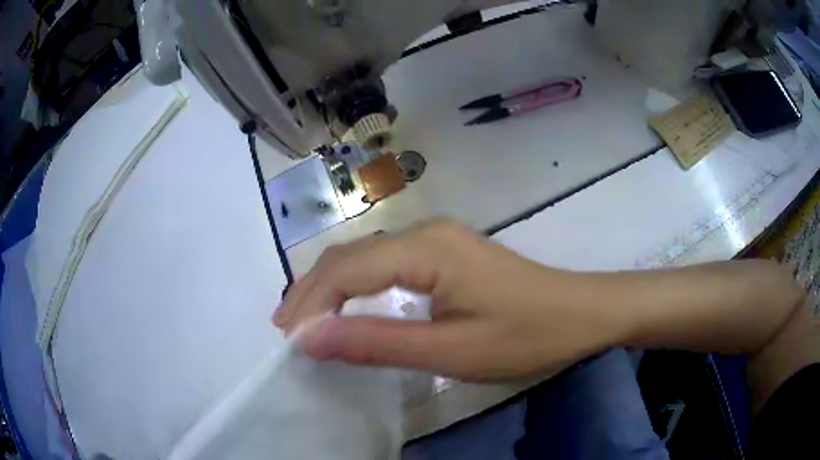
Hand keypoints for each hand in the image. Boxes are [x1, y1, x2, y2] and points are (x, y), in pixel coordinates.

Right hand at [274, 219, 623, 380]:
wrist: (582, 314)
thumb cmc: (526, 336)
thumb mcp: (451, 351)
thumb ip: (377, 343)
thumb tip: (311, 338)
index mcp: (426, 248)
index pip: (346, 270)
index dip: (310, 303)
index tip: (287, 339)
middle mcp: (425, 231)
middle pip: (351, 256)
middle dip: (312, 292)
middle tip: (287, 331)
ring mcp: (437, 239)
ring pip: (365, 257)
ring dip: (331, 288)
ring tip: (306, 321)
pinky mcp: (446, 253)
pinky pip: (386, 264)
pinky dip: (358, 286)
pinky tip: (349, 307)